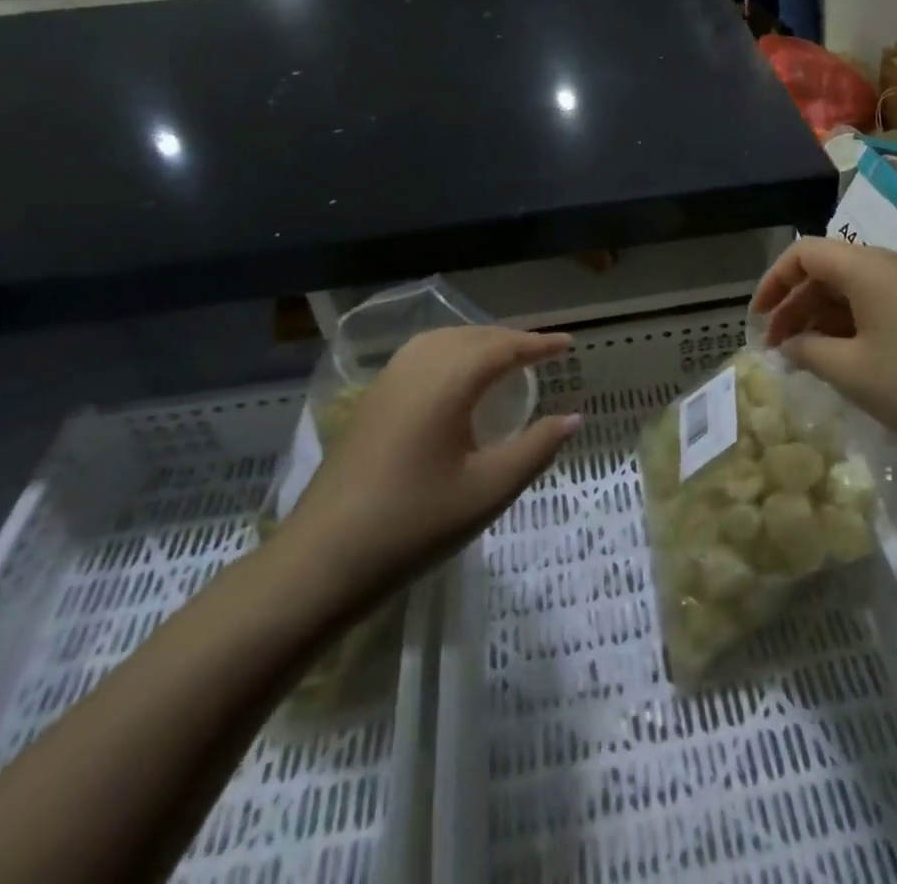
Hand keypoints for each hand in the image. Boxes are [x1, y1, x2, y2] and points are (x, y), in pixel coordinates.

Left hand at [278, 326, 578, 592]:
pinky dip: (450, 353)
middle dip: (510, 340)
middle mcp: (417, 366)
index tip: (569, 344)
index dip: (538, 344)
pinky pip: (421, 356)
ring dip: (478, 343)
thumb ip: (536, 448)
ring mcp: (388, 381)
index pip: (503, 346)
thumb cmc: (415, 523)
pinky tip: (456, 382)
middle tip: (541, 355)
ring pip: (443, 341)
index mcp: (449, 380)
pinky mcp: (371, 400)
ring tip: (503, 361)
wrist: (323, 560)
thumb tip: (573, 418)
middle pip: (473, 336)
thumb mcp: (488, 490)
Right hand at [751, 238, 896, 459]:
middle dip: (796, 304)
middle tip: (778, 346)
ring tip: (808, 356)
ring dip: (824, 316)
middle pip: (829, 269)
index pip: (805, 253)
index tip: (757, 318)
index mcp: (868, 267)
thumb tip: (790, 345)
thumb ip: (809, 351)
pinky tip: (849, 356)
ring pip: (855, 287)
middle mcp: (893, 264)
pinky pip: (881, 301)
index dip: (773, 281)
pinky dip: (854, 322)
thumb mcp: (851, 372)